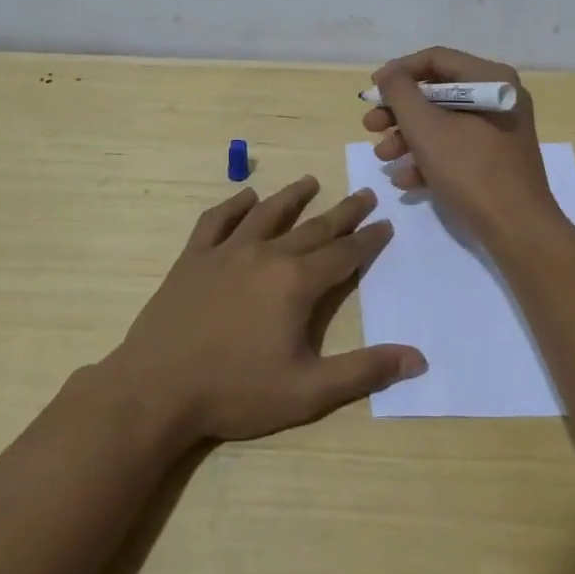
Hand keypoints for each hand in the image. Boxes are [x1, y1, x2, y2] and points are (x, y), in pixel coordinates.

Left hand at [107, 178, 425, 443]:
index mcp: (296, 283)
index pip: (343, 254)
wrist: (156, 390)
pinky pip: (216, 221)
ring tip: (311, 181)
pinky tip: (245, 197)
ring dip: (292, 197)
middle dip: (343, 212)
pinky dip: (233, 206)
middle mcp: (266, 255)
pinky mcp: (193, 259)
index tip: (385, 223)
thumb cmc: (236, 392)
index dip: (368, 240)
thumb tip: (418, 359)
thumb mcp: (308, 391)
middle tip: (364, 193)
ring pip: (267, 214)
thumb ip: (364, 372)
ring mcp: (226, 252)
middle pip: (313, 227)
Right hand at [362, 47, 562, 244]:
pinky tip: (405, 180)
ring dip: (407, 138)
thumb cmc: (471, 170)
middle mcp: (498, 98)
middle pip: (437, 93)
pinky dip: (428, 159)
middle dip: (399, 111)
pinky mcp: (495, 160)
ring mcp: (498, 131)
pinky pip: (456, 148)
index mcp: (491, 79)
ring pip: (443, 123)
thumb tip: (390, 74)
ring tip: (383, 157)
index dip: (399, 72)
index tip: (372, 91)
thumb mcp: (426, 128)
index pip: (436, 59)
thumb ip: (401, 94)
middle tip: (370, 126)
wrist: (517, 230)